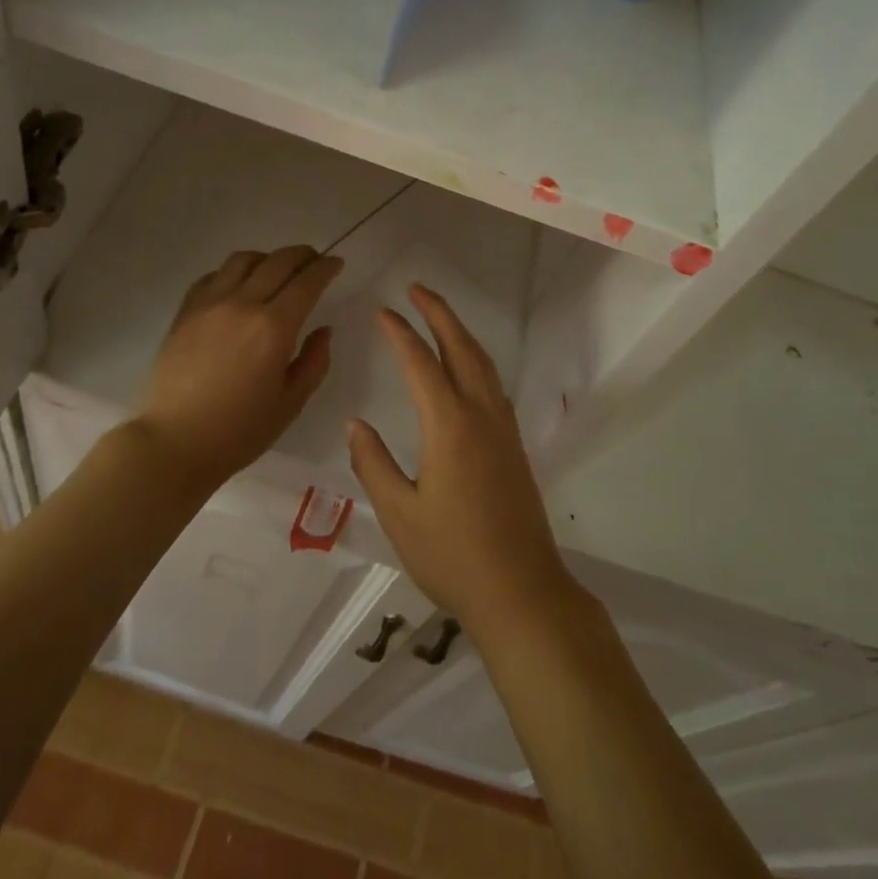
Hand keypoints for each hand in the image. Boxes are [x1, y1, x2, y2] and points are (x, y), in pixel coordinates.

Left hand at [139, 246, 343, 491]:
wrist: (174, 442)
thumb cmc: (239, 431)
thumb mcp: (291, 403)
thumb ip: (314, 361)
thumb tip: (323, 330)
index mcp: (275, 327)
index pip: (307, 281)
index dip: (326, 268)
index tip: (336, 264)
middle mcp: (243, 304)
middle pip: (278, 261)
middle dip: (303, 255)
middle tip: (314, 260)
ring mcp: (210, 304)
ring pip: (243, 260)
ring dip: (267, 258)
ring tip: (276, 270)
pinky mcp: (185, 311)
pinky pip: (213, 276)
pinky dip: (234, 272)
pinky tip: (238, 286)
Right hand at [348, 284, 576, 635]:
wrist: (521, 590)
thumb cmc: (452, 556)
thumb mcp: (399, 514)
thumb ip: (373, 464)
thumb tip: (356, 424)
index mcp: (449, 425)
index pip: (421, 364)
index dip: (401, 333)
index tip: (384, 311)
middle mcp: (481, 415)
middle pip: (461, 348)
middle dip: (439, 313)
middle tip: (417, 288)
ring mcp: (503, 428)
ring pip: (482, 363)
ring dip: (460, 332)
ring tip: (438, 316)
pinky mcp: (514, 445)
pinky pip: (493, 384)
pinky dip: (475, 360)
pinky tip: (465, 369)